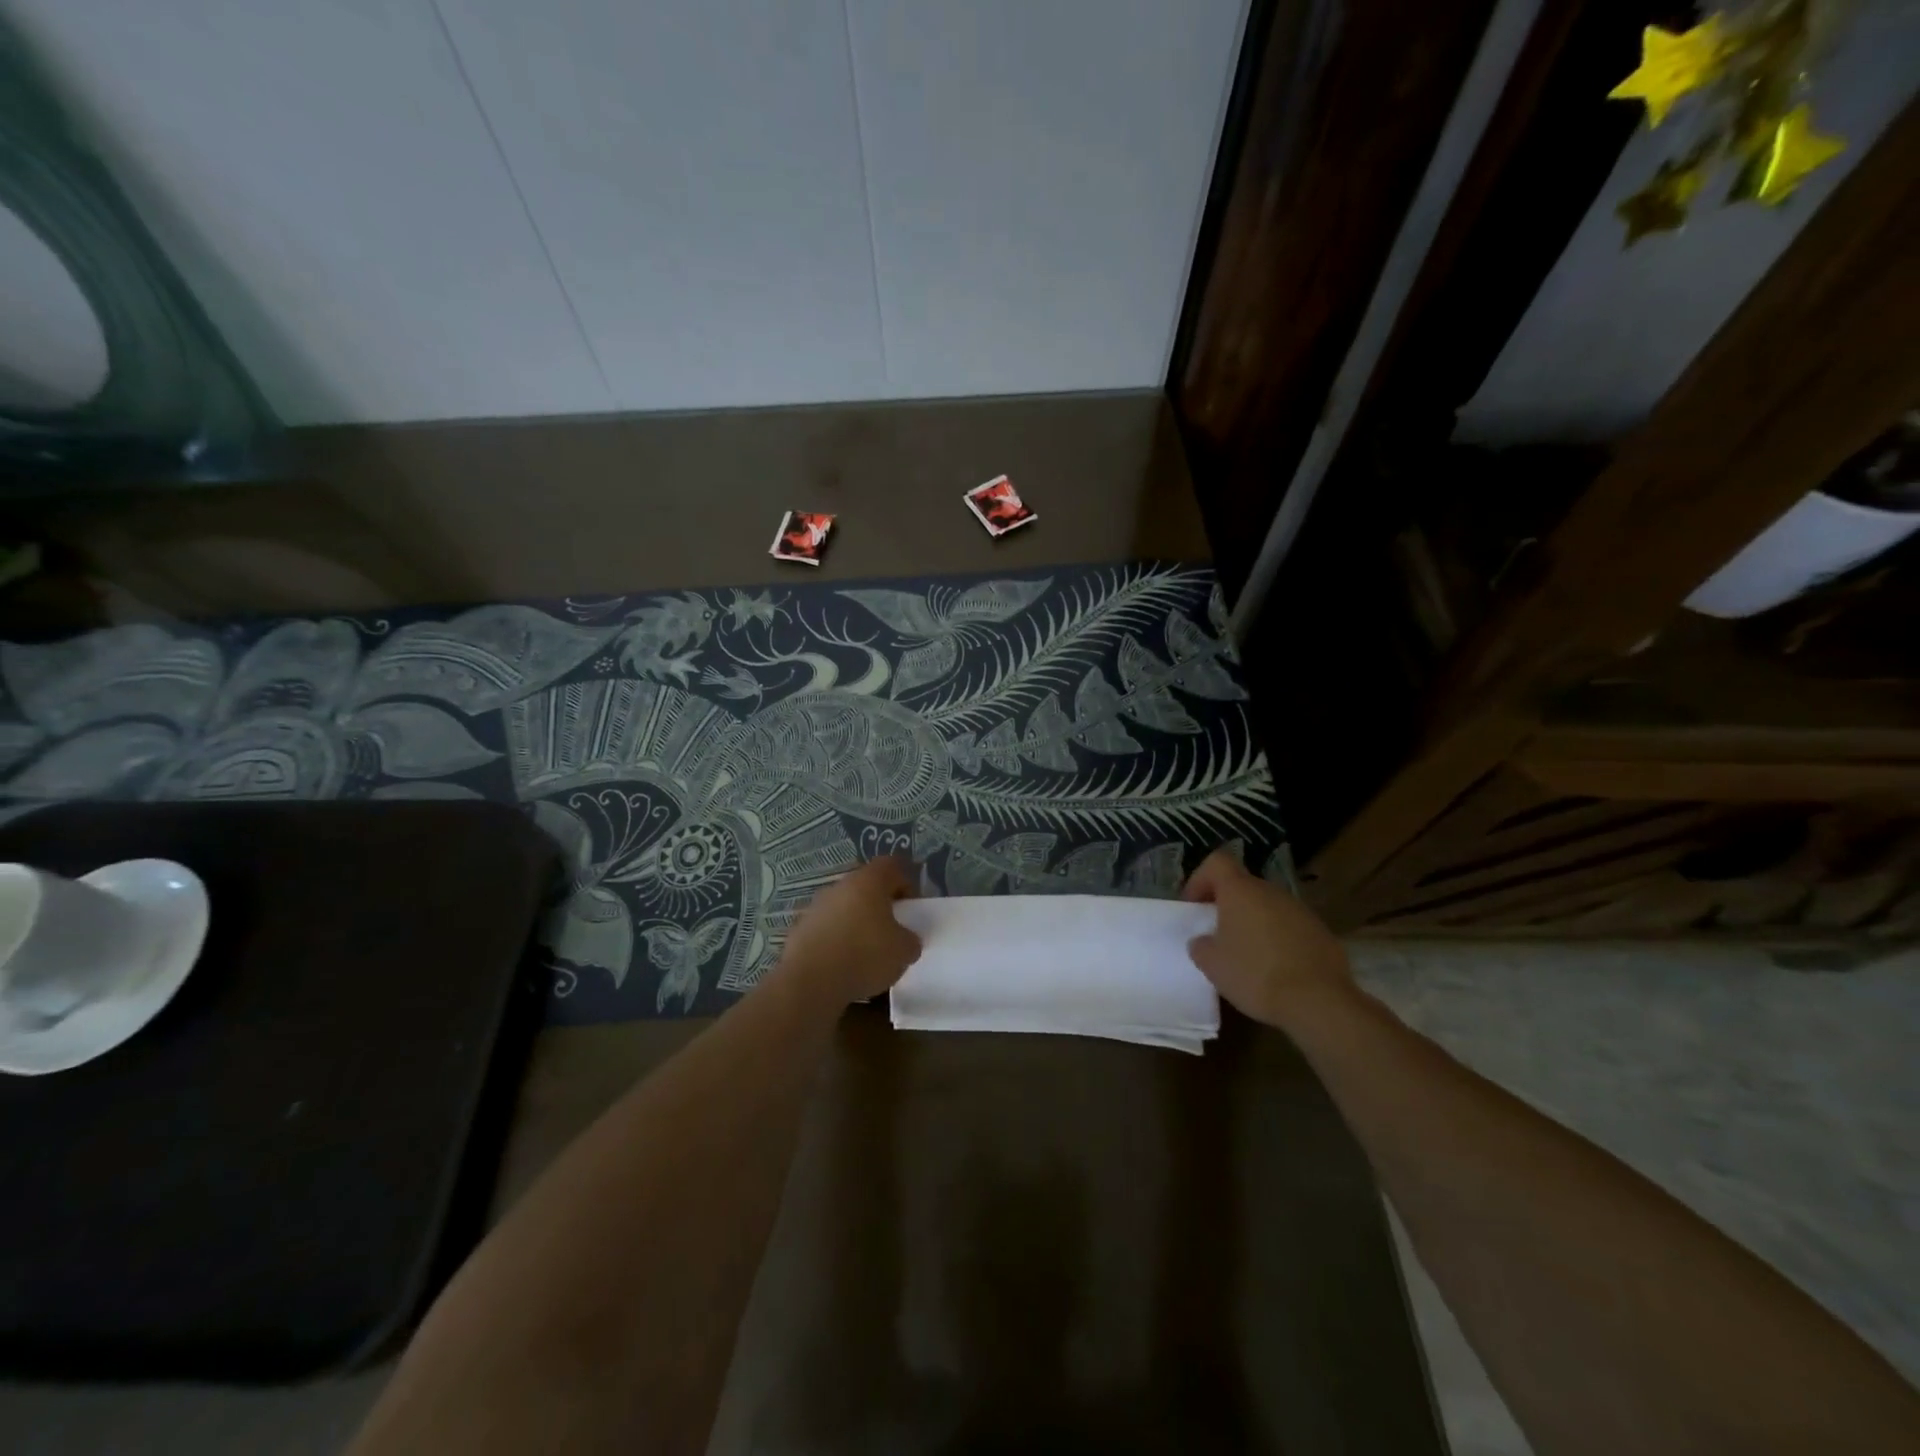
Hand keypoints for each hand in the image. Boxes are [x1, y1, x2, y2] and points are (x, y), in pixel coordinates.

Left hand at [776, 856, 922, 1005]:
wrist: (810, 982)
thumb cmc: (864, 956)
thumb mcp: (904, 951)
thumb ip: (910, 939)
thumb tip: (905, 939)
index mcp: (869, 881)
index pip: (892, 865)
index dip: (905, 882)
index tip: (911, 907)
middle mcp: (840, 886)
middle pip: (865, 885)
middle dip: (879, 904)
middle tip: (891, 929)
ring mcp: (816, 906)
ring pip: (844, 906)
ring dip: (856, 922)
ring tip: (865, 951)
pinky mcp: (800, 929)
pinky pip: (826, 928)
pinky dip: (836, 940)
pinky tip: (842, 963)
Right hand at [1182, 848, 1350, 1029]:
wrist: (1319, 1002)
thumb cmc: (1255, 975)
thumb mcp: (1212, 964)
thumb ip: (1201, 946)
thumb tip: (1204, 941)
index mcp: (1241, 891)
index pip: (1217, 862)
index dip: (1201, 879)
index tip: (1194, 906)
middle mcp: (1272, 892)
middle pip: (1244, 886)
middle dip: (1228, 906)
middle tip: (1218, 935)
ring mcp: (1301, 911)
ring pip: (1268, 908)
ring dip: (1254, 924)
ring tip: (1248, 956)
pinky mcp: (1322, 933)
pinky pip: (1291, 928)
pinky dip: (1279, 941)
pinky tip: (1276, 970)